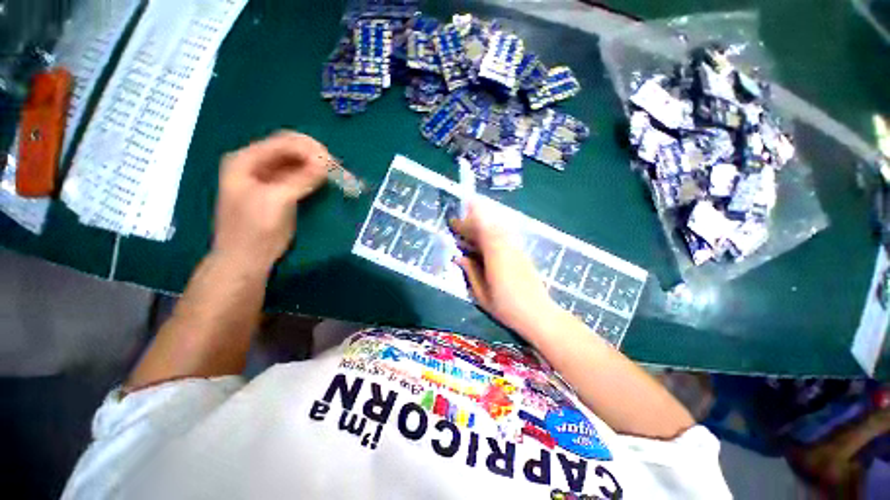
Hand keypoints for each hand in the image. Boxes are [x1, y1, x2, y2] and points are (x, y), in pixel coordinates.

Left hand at [213, 131, 329, 270]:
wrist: (246, 260)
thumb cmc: (255, 230)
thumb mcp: (277, 200)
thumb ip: (301, 179)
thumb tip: (326, 162)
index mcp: (246, 160)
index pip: (283, 142)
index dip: (310, 149)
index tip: (333, 164)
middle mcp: (255, 163)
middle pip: (290, 149)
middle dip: (315, 155)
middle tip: (337, 169)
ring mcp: (266, 177)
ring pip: (296, 162)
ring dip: (316, 165)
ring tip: (336, 174)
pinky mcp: (278, 190)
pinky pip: (298, 175)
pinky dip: (313, 176)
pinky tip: (325, 180)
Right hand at [449, 201, 560, 334]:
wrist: (538, 314)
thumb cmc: (506, 308)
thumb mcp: (482, 294)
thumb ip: (470, 272)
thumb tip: (458, 257)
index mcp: (495, 256)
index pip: (479, 230)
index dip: (465, 225)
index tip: (453, 224)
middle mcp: (506, 247)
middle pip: (488, 226)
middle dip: (471, 224)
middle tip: (458, 229)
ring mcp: (516, 249)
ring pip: (497, 229)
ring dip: (481, 228)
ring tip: (469, 236)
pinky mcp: (522, 253)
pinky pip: (504, 235)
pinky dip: (492, 233)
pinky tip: (485, 243)